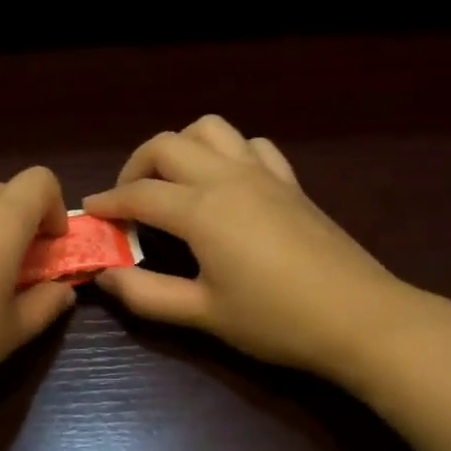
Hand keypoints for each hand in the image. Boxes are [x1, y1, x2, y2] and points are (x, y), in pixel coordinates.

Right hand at [83, 116, 443, 385]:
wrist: (360, 318)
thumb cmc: (276, 320)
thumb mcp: (202, 314)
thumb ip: (146, 295)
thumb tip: (105, 277)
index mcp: (201, 210)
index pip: (139, 194)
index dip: (109, 202)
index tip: (90, 213)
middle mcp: (227, 177)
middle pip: (166, 145)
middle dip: (135, 166)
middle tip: (127, 201)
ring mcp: (263, 174)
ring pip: (209, 130)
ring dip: (180, 147)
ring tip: (172, 183)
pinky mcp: (290, 182)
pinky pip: (251, 145)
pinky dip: (226, 152)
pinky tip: (225, 183)